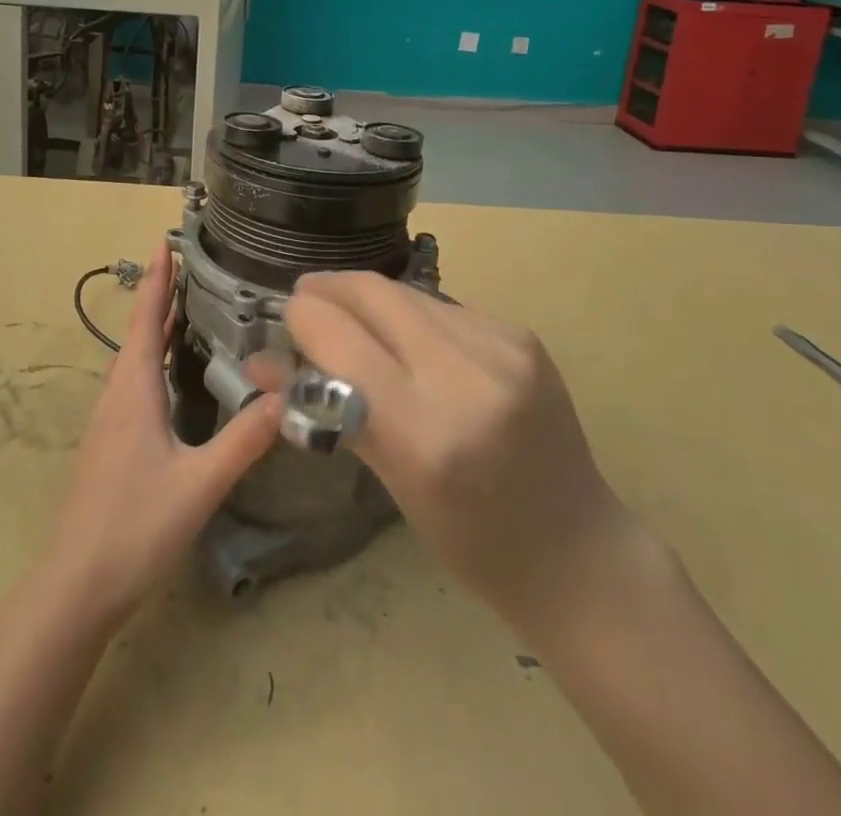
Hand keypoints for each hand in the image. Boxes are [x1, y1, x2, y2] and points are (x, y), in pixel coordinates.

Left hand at [43, 243, 284, 628]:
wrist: (76, 584)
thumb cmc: (134, 525)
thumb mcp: (199, 484)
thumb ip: (243, 442)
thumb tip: (287, 399)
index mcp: (133, 390)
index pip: (144, 319)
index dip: (156, 280)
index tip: (165, 242)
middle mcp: (117, 395)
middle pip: (138, 332)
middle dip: (160, 297)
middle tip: (189, 267)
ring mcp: (109, 420)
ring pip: (134, 359)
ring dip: (154, 328)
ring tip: (185, 310)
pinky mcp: (109, 443)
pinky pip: (133, 382)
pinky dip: (152, 359)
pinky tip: (171, 376)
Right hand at [284, 273, 639, 636]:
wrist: (576, 550)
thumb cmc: (470, 539)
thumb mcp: (391, 481)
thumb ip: (326, 408)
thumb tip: (264, 361)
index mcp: (425, 434)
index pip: (339, 339)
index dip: (303, 317)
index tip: (286, 317)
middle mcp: (467, 377)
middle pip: (374, 294)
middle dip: (331, 289)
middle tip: (306, 299)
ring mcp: (503, 348)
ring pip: (408, 294)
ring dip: (371, 299)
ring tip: (352, 317)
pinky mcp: (523, 334)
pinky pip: (444, 307)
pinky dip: (413, 314)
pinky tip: (408, 336)